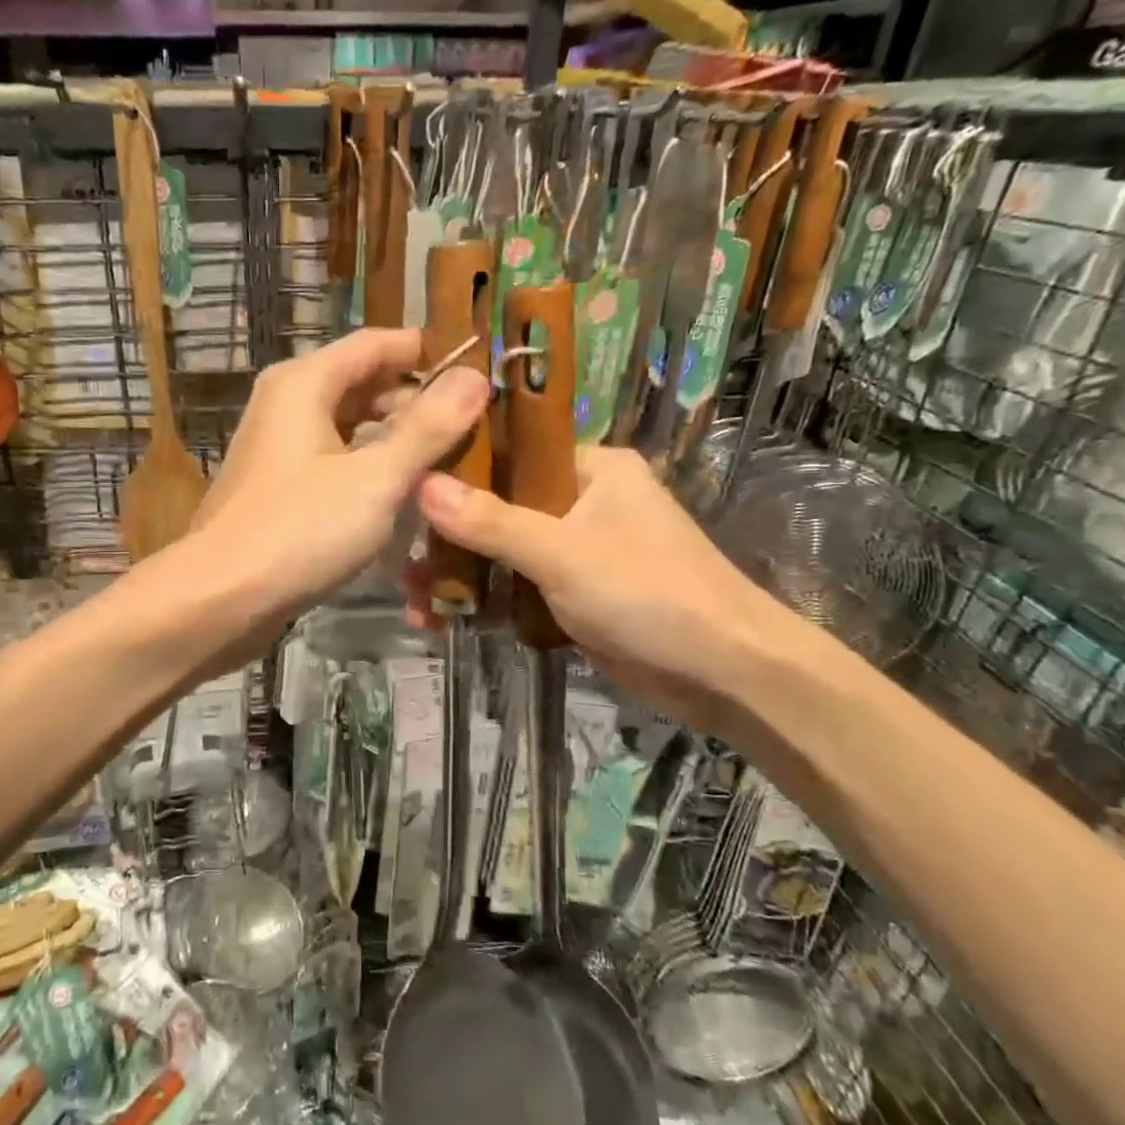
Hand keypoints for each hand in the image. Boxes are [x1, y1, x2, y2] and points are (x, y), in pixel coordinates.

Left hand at [187, 328, 490, 626]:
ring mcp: (278, 446)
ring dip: (393, 438)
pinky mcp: (277, 486)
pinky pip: (333, 459)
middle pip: (361, 383)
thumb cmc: (300, 530)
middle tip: (471, 425)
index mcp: (304, 383)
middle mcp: (286, 403)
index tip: (478, 371)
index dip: (426, 353)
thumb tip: (475, 377)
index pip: (376, 344)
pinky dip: (367, 466)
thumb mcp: (376, 478)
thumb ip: (427, 428)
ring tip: (447, 459)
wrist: (220, 597)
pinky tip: (400, 492)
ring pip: (348, 425)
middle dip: (414, 400)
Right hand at [413, 446, 800, 733]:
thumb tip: (419, 484)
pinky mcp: (574, 594)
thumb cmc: (649, 593)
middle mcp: (582, 500)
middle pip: (498, 506)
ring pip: (503, 551)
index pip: (509, 451)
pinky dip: (485, 601)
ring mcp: (577, 550)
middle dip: (448, 537)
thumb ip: (490, 521)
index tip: (402, 486)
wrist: (725, 673)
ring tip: (413, 600)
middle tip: (399, 560)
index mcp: (590, 468)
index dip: (455, 467)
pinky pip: (517, 586)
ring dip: (461, 575)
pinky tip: (442, 619)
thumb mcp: (563, 553)